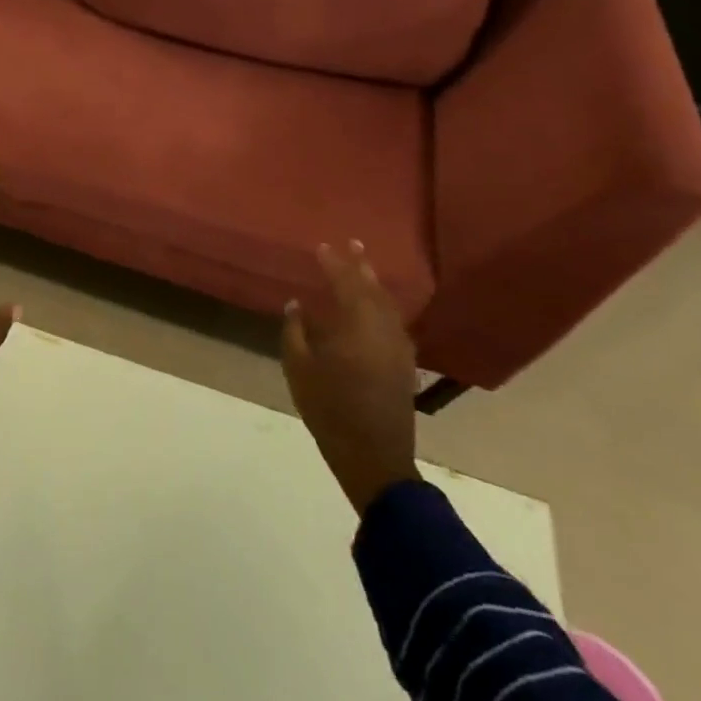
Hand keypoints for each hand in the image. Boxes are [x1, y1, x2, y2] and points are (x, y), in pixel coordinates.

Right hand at [281, 239, 420, 513]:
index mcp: (357, 325)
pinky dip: (382, 306)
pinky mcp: (405, 364)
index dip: (333, 263)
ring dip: (374, 284)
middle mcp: (383, 329)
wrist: (375, 457)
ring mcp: (399, 347)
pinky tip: (375, 308)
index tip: (321, 246)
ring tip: (363, 268)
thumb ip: (296, 332)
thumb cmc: (330, 410)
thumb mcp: (300, 370)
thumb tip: (297, 305)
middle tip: (352, 243)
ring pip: (387, 305)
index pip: (345, 283)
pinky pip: (393, 321)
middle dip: (360, 265)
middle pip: (373, 288)